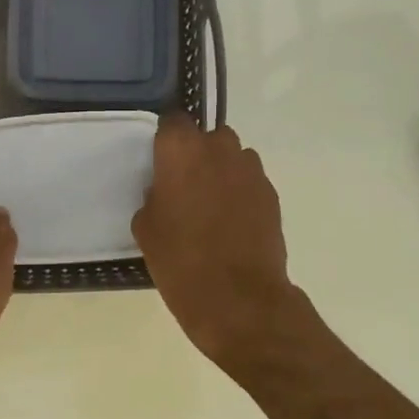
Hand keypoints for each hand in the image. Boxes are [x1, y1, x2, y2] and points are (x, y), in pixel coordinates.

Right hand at [132, 116, 301, 368]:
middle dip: (199, 154)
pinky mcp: (271, 194)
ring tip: (213, 205)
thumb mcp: (147, 229)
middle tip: (186, 185)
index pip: (173, 121)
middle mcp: (219, 149)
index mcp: (181, 151)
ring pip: (234, 157)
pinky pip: (251, 182)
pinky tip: (233, 223)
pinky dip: (241, 193)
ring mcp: (251, 170)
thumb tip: (165, 193)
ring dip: (223, 171)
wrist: (237, 297)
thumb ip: (154, 197)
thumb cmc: (180, 261)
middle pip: (209, 137)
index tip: (161, 161)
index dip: (167, 140)